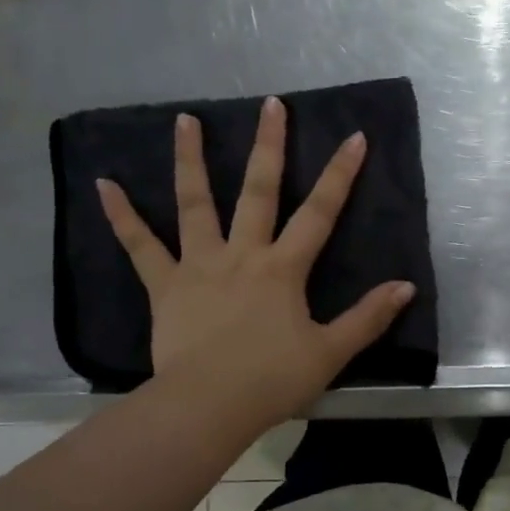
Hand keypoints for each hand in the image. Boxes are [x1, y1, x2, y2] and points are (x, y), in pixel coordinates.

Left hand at [96, 99, 416, 427]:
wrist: (208, 406)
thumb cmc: (271, 380)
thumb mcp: (330, 353)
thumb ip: (368, 317)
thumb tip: (407, 287)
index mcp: (283, 268)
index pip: (320, 213)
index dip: (340, 174)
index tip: (354, 136)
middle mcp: (242, 254)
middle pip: (258, 190)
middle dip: (268, 146)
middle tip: (271, 104)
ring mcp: (199, 265)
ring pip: (195, 203)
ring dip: (190, 159)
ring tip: (184, 119)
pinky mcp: (165, 285)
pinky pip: (140, 246)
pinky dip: (121, 216)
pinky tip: (103, 185)